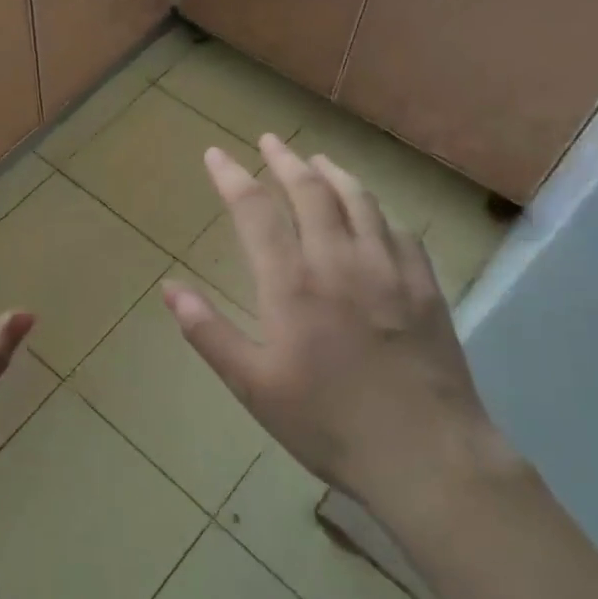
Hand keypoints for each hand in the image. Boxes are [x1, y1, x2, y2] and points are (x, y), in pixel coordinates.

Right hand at [162, 134, 509, 531]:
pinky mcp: (425, 286)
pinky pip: (400, 230)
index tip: (215, 154)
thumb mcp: (253, 386)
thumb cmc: (328, 424)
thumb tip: (169, 288)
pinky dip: (378, 209)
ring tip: (317, 160)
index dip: (232, 177)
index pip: (255, 210)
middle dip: (285, 160)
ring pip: (358, 201)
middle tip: (269, 141)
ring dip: (333, 173)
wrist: (428, 457)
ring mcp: (388, 269)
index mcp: (292, 284)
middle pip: (310, 191)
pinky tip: (373, 210)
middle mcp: (339, 261)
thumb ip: (209, 332)